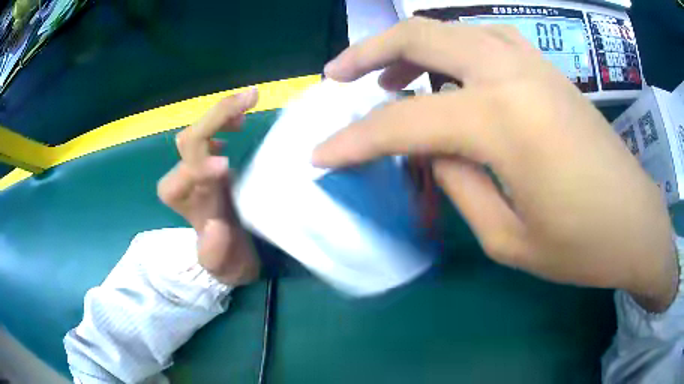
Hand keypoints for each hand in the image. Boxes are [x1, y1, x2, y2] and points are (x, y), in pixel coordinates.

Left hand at [157, 89, 259, 285]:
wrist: (231, 251)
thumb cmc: (228, 260)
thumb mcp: (225, 266)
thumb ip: (216, 253)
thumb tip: (216, 225)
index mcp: (185, 205)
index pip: (181, 177)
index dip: (199, 167)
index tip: (227, 165)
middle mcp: (185, 180)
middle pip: (189, 141)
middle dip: (216, 119)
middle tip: (250, 100)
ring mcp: (197, 166)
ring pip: (198, 130)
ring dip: (222, 112)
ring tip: (250, 99)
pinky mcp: (210, 160)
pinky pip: (211, 131)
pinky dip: (225, 117)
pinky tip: (241, 117)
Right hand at [313, 18, 677, 310]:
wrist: (636, 224)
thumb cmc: (581, 247)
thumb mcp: (508, 239)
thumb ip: (458, 185)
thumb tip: (433, 150)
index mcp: (503, 121)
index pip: (403, 123)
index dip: (354, 141)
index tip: (319, 157)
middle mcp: (513, 74)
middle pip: (421, 36)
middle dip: (368, 53)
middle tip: (337, 78)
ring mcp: (534, 65)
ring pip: (453, 30)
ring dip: (410, 48)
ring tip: (386, 79)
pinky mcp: (548, 72)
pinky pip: (485, 42)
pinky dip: (452, 51)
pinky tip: (448, 76)